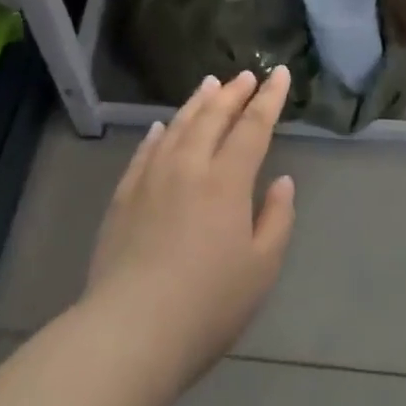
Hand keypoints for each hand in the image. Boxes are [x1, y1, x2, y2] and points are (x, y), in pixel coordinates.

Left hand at [84, 68, 295, 391]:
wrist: (131, 331)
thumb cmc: (208, 304)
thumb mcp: (261, 268)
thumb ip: (277, 219)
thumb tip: (282, 182)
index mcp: (227, 181)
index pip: (252, 127)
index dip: (269, 99)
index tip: (279, 74)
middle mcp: (189, 167)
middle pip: (213, 118)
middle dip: (233, 93)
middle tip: (246, 76)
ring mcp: (151, 179)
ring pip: (176, 127)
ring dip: (196, 103)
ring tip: (209, 85)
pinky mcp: (123, 198)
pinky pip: (144, 153)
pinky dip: (157, 134)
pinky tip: (159, 127)